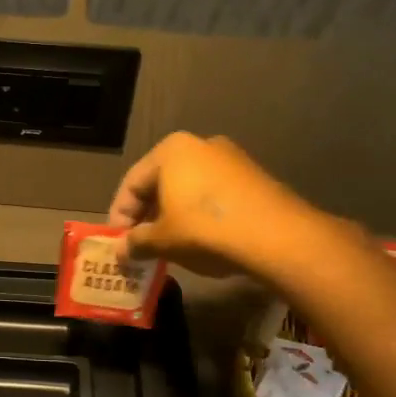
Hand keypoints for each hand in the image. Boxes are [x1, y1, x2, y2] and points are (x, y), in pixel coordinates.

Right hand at [107, 132, 315, 277]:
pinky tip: (201, 240)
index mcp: (171, 150)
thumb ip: (136, 243)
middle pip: (161, 183)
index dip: (119, 215)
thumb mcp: (162, 240)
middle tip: (139, 244)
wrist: (278, 237)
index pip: (132, 183)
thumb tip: (120, 251)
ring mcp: (232, 159)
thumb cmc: (206, 230)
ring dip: (174, 216)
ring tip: (169, 246)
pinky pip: (214, 195)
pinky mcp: (254, 177)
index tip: (117, 242)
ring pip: (189, 189)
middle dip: (147, 215)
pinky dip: (201, 215)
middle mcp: (200, 145)